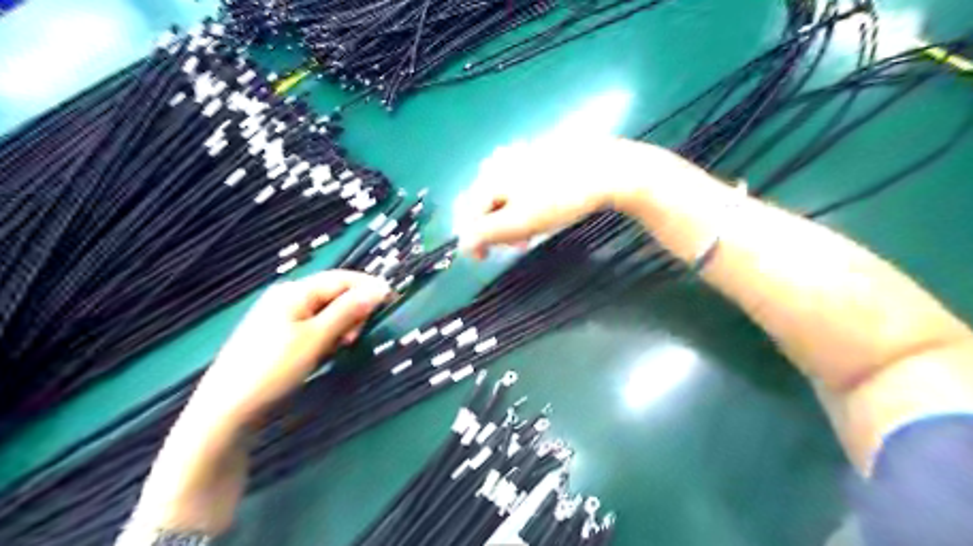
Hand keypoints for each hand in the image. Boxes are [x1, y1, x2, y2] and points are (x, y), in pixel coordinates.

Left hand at [188, 269, 389, 425]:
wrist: (226, 412)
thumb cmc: (273, 369)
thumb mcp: (316, 338)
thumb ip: (348, 310)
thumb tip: (380, 288)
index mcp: (294, 291)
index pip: (342, 278)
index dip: (368, 288)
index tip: (392, 302)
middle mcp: (287, 298)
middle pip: (334, 294)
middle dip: (352, 312)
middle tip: (353, 338)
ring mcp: (280, 317)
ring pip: (326, 313)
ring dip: (340, 327)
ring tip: (338, 349)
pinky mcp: (278, 336)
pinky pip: (313, 328)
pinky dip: (325, 338)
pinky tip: (323, 354)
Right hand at [456, 134, 678, 258]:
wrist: (607, 170)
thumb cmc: (559, 199)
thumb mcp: (518, 223)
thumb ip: (485, 234)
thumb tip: (463, 243)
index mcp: (490, 175)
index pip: (470, 213)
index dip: (473, 240)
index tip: (485, 260)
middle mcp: (500, 161)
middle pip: (486, 203)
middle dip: (496, 229)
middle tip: (515, 246)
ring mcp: (522, 155)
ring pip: (506, 196)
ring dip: (512, 220)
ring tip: (530, 234)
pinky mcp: (542, 156)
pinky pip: (523, 186)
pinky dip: (526, 205)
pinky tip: (542, 212)